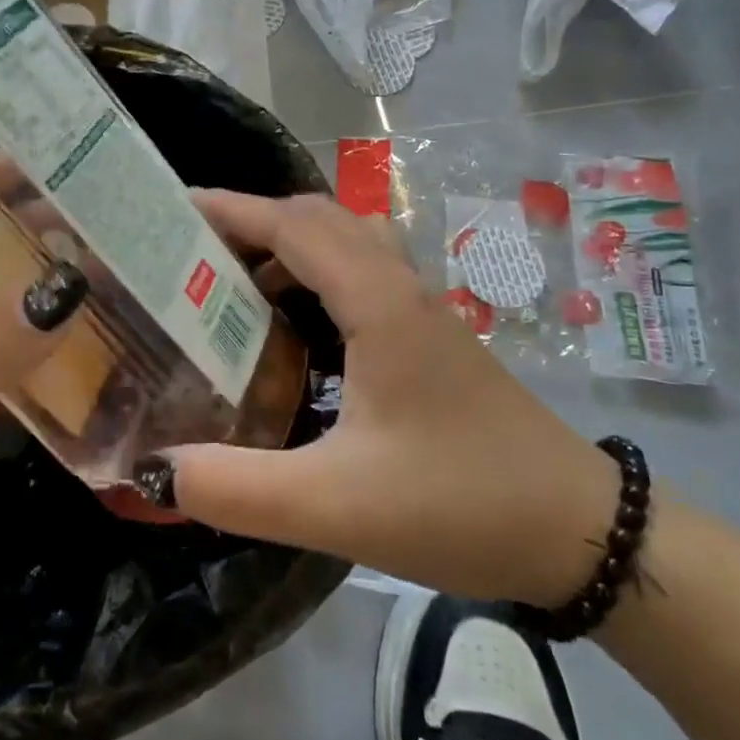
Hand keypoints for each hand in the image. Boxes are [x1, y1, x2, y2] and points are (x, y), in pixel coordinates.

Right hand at [155, 191, 620, 608]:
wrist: (578, 531)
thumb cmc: (460, 503)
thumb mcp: (336, 506)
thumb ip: (239, 489)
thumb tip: (160, 468)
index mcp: (377, 303)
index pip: (291, 226)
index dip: (230, 209)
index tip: (173, 208)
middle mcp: (399, 288)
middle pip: (318, 219)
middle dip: (252, 222)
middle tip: (194, 252)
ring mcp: (421, 309)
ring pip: (346, 243)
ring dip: (288, 247)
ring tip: (234, 286)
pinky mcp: (431, 337)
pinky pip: (363, 275)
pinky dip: (317, 277)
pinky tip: (297, 331)